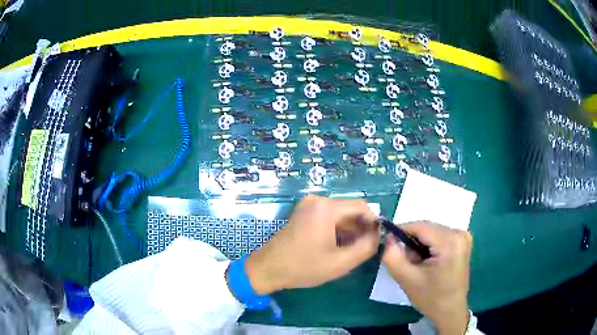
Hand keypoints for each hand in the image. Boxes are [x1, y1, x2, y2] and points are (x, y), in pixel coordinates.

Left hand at [246, 195, 378, 294]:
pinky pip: (328, 218)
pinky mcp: (303, 213)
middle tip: (365, 248)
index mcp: (326, 208)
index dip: (373, 223)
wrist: (268, 268)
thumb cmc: (304, 267)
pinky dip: (338, 230)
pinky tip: (338, 246)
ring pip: (340, 215)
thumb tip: (378, 235)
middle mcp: (317, 200)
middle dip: (361, 228)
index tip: (376, 240)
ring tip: (352, 250)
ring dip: (350, 230)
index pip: (361, 207)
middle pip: (350, 210)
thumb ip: (366, 247)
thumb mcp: (341, 262)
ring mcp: (308, 206)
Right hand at [382, 222, 472, 334]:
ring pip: (431, 233)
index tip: (388, 244)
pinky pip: (439, 237)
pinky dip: (429, 247)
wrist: (450, 311)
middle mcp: (460, 233)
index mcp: (450, 241)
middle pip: (426, 229)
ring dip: (420, 246)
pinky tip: (429, 263)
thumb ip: (392, 256)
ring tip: (419, 266)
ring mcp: (463, 236)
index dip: (400, 232)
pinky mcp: (463, 242)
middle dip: (412, 243)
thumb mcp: (407, 279)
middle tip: (408, 264)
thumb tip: (388, 237)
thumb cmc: (431, 298)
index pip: (419, 226)